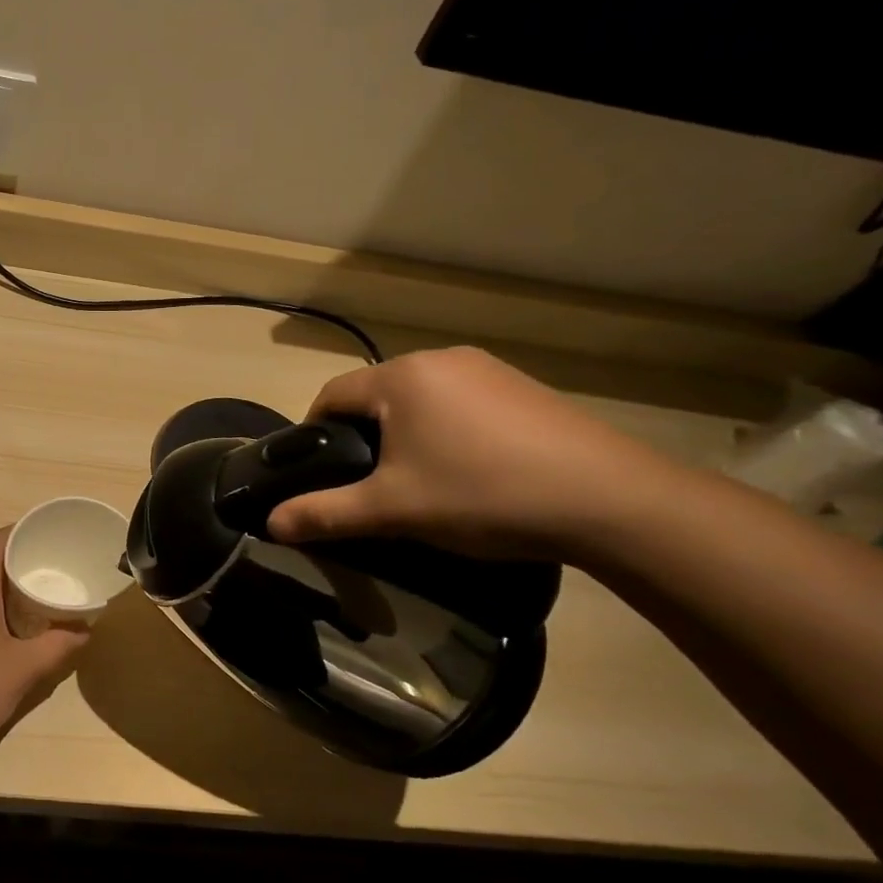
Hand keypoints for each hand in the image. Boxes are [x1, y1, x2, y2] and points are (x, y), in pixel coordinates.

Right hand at [264, 347, 678, 559]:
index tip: (318, 473)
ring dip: (405, 435)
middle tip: (368, 486)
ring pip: (419, 400)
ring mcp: (488, 370)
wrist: (611, 501)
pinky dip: (446, 432)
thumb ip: (325, 513)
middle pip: (375, 396)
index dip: (314, 433)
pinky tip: (469, 472)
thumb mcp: (392, 510)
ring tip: (419, 483)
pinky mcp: (524, 389)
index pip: (331, 394)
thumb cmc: (482, 494)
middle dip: (362, 437)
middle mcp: (440, 359)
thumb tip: (271, 523)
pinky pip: (460, 404)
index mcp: (401, 377)